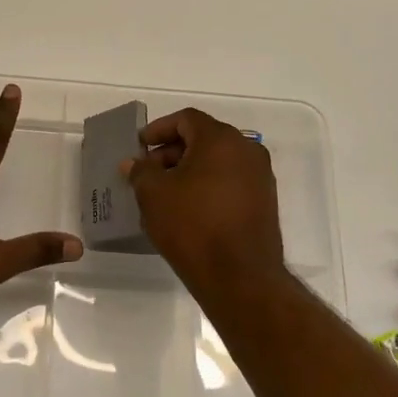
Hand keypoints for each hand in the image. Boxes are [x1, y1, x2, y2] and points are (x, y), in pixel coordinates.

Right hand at [124, 108, 287, 299]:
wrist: (240, 277)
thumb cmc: (192, 226)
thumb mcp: (154, 195)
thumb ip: (141, 171)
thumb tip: (133, 162)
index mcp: (221, 139)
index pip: (186, 119)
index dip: (158, 129)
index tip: (140, 146)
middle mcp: (247, 150)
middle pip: (203, 138)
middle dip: (172, 152)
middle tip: (148, 172)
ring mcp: (260, 177)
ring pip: (218, 161)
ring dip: (189, 170)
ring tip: (164, 193)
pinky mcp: (264, 202)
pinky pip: (230, 181)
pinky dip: (207, 185)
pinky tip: (187, 208)